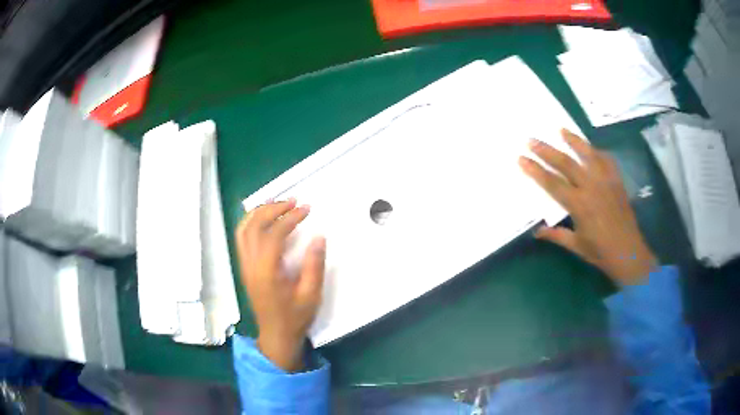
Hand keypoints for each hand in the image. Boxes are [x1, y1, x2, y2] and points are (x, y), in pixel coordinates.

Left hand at [235, 199, 325, 371]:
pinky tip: (264, 219)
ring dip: (259, 212)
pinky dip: (251, 222)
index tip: (306, 209)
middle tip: (293, 201)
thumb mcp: (311, 295)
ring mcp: (245, 266)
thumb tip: (318, 237)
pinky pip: (242, 238)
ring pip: (243, 230)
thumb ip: (314, 265)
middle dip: (273, 208)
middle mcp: (250, 265)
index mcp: (266, 272)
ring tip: (278, 203)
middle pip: (253, 226)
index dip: (289, 218)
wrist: (276, 336)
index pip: (273, 234)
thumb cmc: (295, 318)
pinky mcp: (245, 268)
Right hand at [519, 129, 656, 285]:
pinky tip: (591, 148)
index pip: (552, 183)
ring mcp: (606, 181)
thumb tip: (536, 232)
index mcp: (578, 205)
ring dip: (573, 141)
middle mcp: (591, 187)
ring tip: (561, 130)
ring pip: (587, 154)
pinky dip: (597, 151)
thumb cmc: (600, 252)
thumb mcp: (576, 246)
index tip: (522, 158)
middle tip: (532, 139)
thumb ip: (556, 235)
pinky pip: (606, 160)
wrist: (629, 252)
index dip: (535, 170)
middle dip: (547, 150)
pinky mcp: (616, 180)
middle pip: (566, 163)